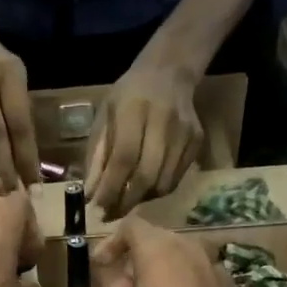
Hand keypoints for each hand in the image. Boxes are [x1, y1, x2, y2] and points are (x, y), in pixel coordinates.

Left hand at [84, 59, 204, 218]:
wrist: (169, 72)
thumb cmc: (128, 97)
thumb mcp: (104, 118)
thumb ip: (97, 155)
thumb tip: (90, 195)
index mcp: (134, 109)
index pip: (124, 158)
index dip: (110, 188)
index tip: (97, 208)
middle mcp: (163, 120)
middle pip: (146, 175)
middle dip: (125, 202)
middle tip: (110, 214)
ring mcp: (185, 132)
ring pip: (163, 183)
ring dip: (141, 200)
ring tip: (125, 203)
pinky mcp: (197, 141)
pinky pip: (176, 179)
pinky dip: (157, 192)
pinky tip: (144, 190)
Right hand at [87, 217, 281, 286]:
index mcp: (160, 256)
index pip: (132, 227)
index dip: (112, 243)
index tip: (101, 267)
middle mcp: (191, 252)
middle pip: (155, 244)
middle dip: (132, 268)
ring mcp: (218, 270)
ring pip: (179, 262)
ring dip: (158, 279)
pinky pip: (200, 280)